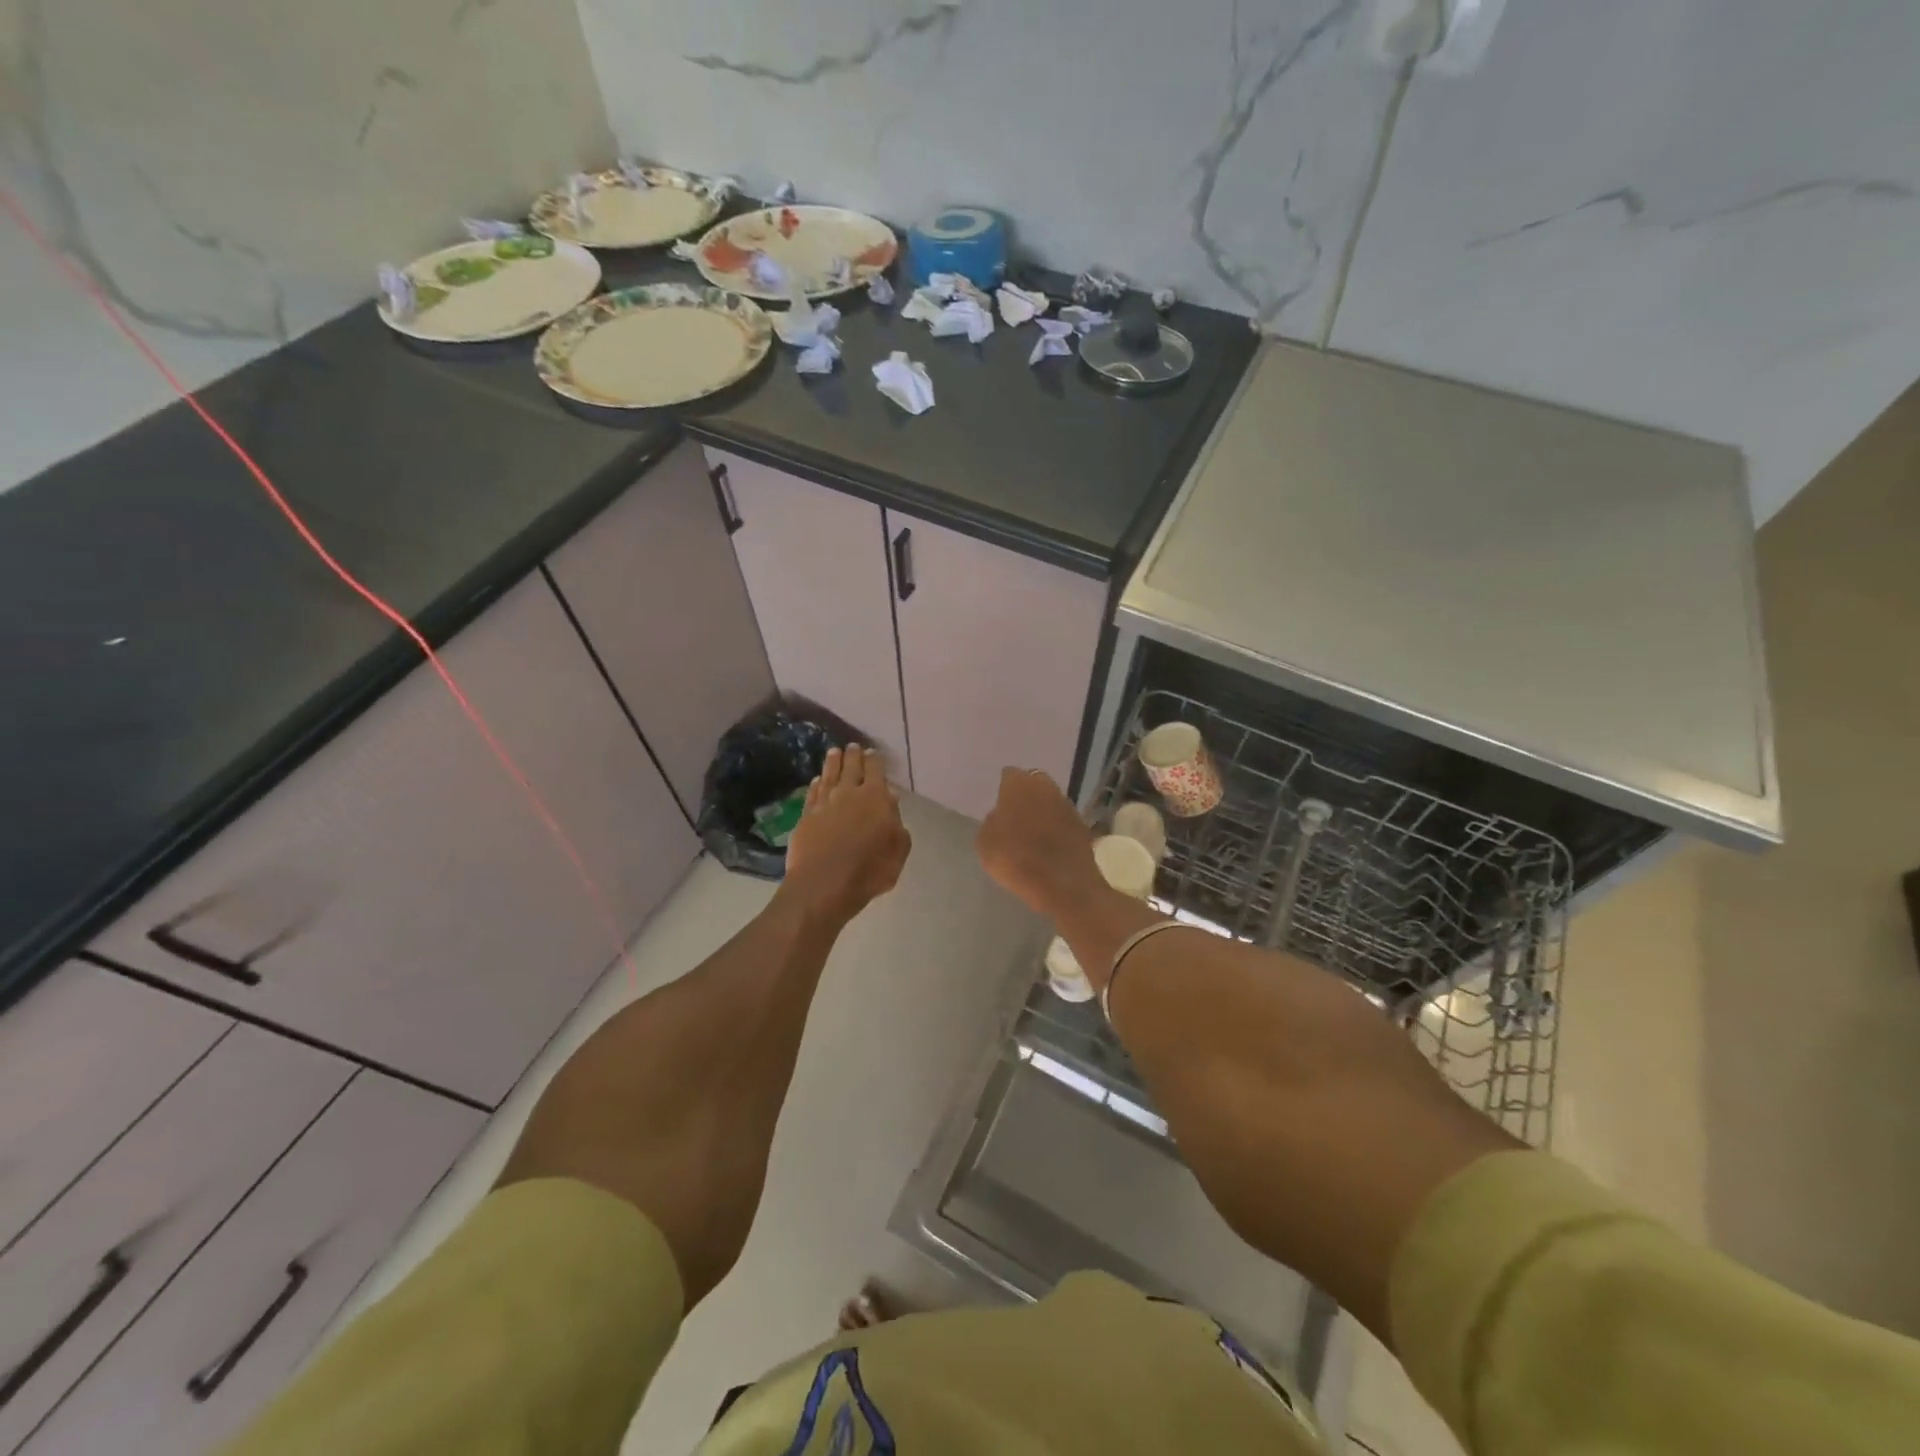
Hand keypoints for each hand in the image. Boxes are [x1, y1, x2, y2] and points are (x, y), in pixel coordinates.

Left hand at [782, 745, 910, 922]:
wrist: (823, 885)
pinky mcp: (806, 816)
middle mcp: (848, 793)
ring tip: (834, 753)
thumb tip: (890, 801)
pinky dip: (817, 783)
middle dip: (853, 755)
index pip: (875, 770)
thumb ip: (897, 823)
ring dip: (833, 762)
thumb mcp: (898, 850)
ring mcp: (823, 803)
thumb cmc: (869, 870)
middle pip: (850, 767)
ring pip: (829, 775)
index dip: (874, 760)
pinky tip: (818, 780)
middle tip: (853, 747)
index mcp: (875, 797)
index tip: (873, 752)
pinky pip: (813, 792)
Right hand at [975, 768, 1101, 918]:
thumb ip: (991, 823)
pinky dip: (1056, 826)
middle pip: (1034, 782)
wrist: (1063, 885)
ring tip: (1032, 830)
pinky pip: (1063, 819)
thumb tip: (1000, 817)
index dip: (1003, 788)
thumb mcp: (986, 844)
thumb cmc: (1016, 860)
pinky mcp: (1082, 824)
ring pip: (1050, 799)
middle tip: (1015, 813)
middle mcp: (1045, 787)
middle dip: (1026, 794)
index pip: (1009, 775)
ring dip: (1043, 809)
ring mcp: (1067, 804)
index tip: (999, 803)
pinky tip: (1050, 843)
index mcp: (1019, 785)